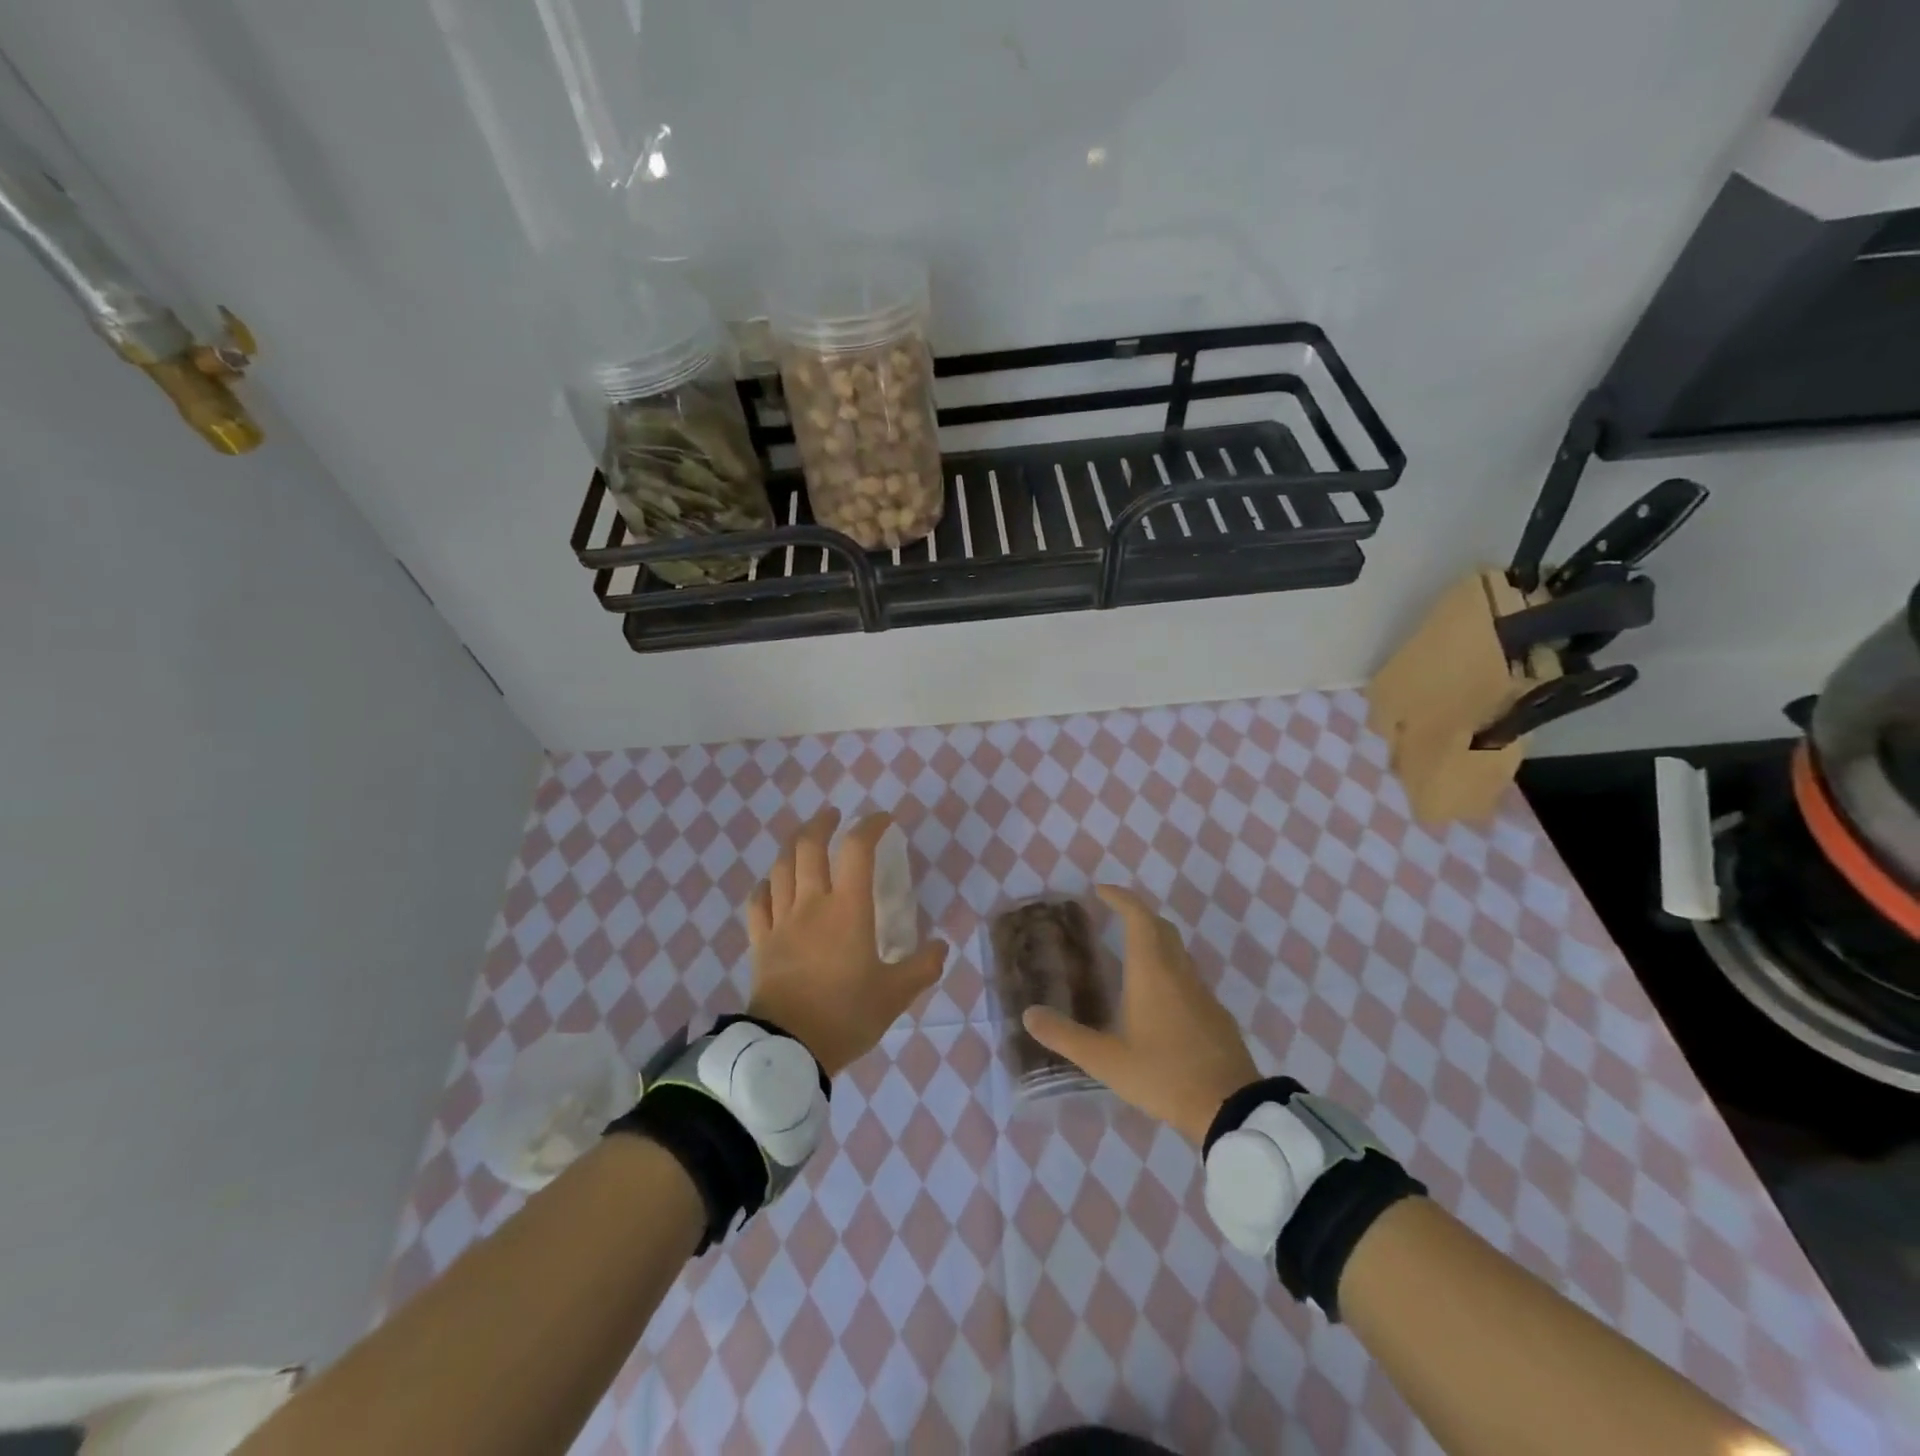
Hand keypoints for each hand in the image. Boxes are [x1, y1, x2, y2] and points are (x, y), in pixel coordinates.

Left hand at [745, 809, 947, 1075]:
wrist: (788, 1049)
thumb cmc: (846, 1016)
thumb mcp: (896, 995)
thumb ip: (923, 968)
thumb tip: (942, 946)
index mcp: (848, 909)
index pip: (858, 849)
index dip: (870, 826)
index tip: (883, 820)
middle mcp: (812, 904)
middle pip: (809, 846)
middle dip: (822, 823)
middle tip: (834, 817)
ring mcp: (781, 921)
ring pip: (781, 867)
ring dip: (793, 845)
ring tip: (804, 839)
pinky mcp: (760, 942)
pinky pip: (757, 902)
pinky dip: (766, 885)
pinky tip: (772, 884)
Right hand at [1022, 884, 1257, 1142]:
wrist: (1231, 1108)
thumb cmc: (1164, 1075)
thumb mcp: (1107, 1061)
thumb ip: (1066, 1036)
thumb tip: (1029, 1014)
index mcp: (1152, 973)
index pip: (1138, 917)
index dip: (1121, 898)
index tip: (1101, 891)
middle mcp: (1178, 972)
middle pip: (1161, 927)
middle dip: (1137, 914)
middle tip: (1113, 915)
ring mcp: (1202, 992)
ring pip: (1177, 950)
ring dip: (1155, 939)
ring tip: (1130, 952)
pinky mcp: (1216, 1013)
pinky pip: (1188, 975)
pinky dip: (1169, 967)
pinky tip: (1158, 996)